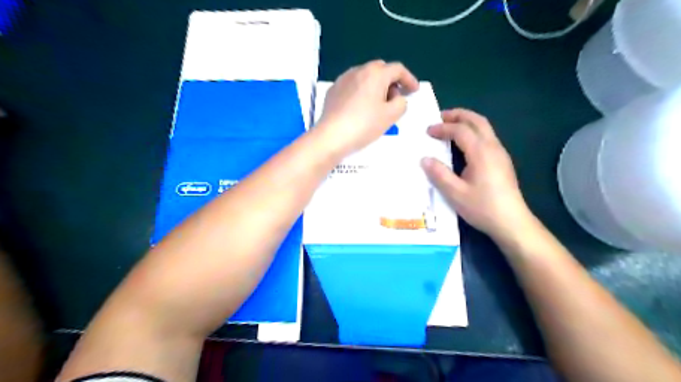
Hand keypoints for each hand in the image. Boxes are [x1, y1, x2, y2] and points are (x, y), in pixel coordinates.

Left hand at [317, 59, 417, 155]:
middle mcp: (358, 70)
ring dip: (376, 86)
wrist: (331, 136)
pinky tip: (361, 107)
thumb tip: (397, 98)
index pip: (398, 69)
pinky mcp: (333, 90)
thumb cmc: (364, 125)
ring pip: (365, 77)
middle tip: (396, 97)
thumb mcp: (391, 116)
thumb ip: (401, 103)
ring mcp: (343, 79)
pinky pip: (353, 85)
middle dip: (391, 81)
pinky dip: (362, 91)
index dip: (409, 79)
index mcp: (375, 74)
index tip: (414, 91)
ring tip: (378, 104)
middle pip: (380, 70)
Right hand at [421, 109, 531, 242]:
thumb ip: (439, 174)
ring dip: (467, 122)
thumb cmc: (482, 207)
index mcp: (481, 153)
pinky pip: (487, 137)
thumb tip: (425, 159)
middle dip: (458, 115)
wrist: (512, 222)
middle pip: (477, 121)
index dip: (443, 128)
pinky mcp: (502, 161)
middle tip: (440, 117)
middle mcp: (493, 147)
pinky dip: (473, 132)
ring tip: (450, 126)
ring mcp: (500, 153)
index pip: (461, 130)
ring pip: (484, 128)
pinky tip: (464, 144)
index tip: (427, 131)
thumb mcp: (455, 193)